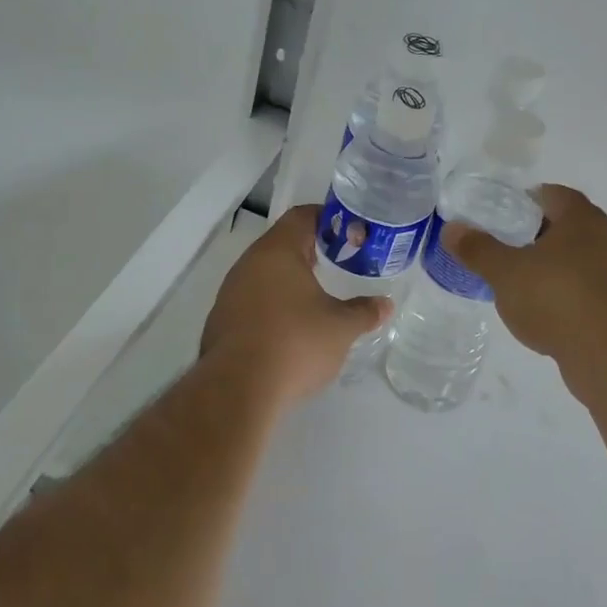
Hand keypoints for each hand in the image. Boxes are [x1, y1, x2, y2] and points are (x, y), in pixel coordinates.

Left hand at [201, 205, 391, 410]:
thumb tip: (385, 304)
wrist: (237, 390)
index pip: (302, 216)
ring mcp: (230, 293)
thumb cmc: (295, 344)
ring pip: (265, 274)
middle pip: (282, 244)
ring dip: (290, 280)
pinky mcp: (221, 322)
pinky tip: (291, 328)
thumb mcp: (341, 328)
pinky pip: (252, 301)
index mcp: (277, 252)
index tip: (351, 233)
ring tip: (318, 297)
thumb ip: (364, 311)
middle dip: (312, 250)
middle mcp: (248, 264)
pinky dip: (274, 305)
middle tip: (340, 262)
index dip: (329, 219)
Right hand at [441, 184, 606, 360]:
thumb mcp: (506, 272)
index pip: (550, 194)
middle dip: (531, 236)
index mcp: (580, 217)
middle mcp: (603, 237)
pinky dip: (560, 295)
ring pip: (572, 261)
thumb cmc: (557, 297)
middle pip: (562, 227)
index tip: (497, 216)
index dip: (522, 201)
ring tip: (514, 283)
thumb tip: (451, 229)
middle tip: (499, 249)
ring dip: (546, 268)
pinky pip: (581, 290)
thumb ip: (478, 249)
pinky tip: (538, 313)